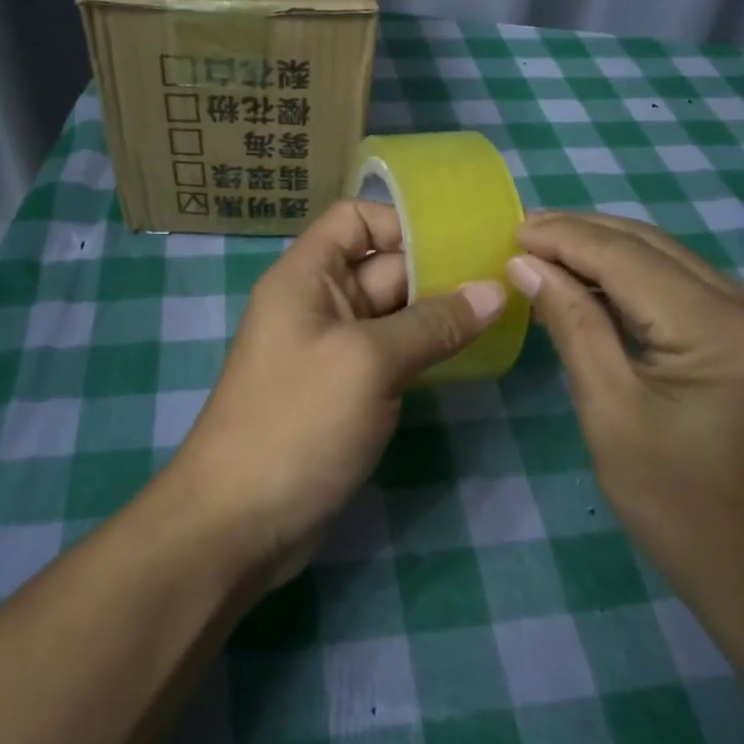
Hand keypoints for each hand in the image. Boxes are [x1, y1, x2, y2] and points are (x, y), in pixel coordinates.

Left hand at [173, 200, 505, 585]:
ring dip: (439, 314)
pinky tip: (471, 356)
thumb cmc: (297, 423)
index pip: (354, 220)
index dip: (403, 223)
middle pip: (383, 266)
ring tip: (502, 314)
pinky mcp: (346, 393)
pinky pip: (392, 355)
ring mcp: (333, 351)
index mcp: (307, 277)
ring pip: (393, 314)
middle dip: (438, 270)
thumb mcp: (367, 363)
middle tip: (505, 280)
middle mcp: (319, 304)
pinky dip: (426, 352)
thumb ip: (433, 324)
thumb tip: (495, 290)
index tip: (459, 246)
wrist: (238, 523)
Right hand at [507, 211, 743, 608]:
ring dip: (607, 249)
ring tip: (546, 245)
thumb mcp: (609, 411)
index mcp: (721, 329)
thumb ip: (572, 325)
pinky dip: (634, 277)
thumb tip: (526, 265)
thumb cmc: (676, 504)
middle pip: (654, 247)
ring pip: (671, 260)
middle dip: (584, 232)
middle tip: (523, 229)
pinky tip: (593, 278)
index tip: (511, 229)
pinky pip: (685, 287)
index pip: (629, 259)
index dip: (565, 238)